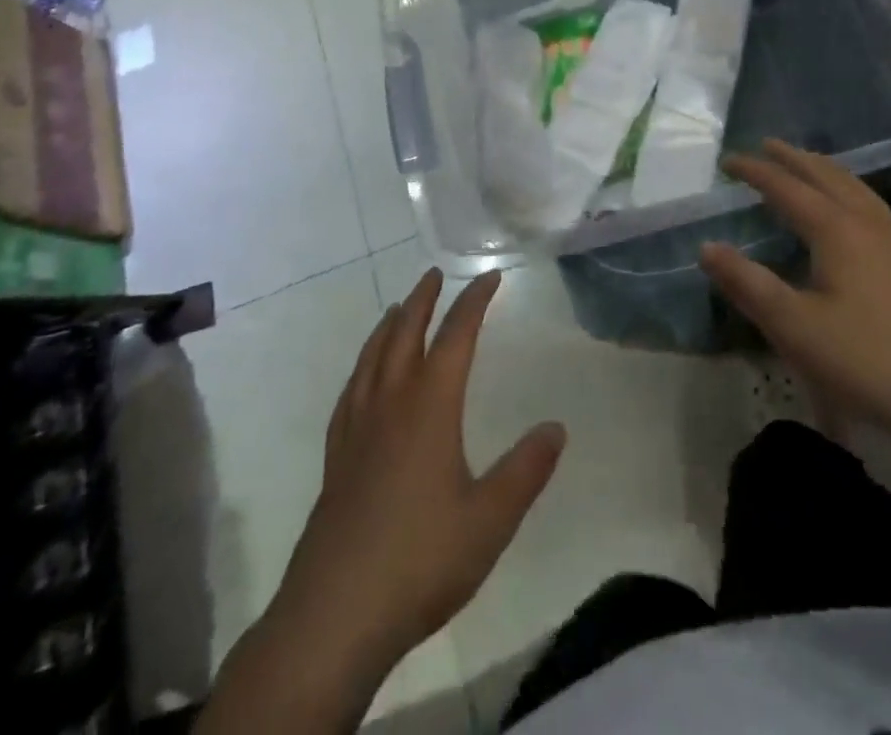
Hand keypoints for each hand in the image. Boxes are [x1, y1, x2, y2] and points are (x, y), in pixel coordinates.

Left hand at [269, 269, 566, 683]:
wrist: (335, 615)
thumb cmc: (421, 560)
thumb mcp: (490, 519)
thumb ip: (526, 470)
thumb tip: (556, 427)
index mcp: (429, 407)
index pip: (456, 337)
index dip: (473, 302)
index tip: (490, 277)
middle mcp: (390, 404)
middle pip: (405, 334)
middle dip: (423, 300)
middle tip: (434, 275)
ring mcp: (356, 429)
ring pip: (372, 358)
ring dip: (389, 326)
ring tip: (398, 309)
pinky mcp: (336, 458)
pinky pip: (350, 392)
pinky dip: (362, 367)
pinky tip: (364, 378)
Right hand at [701, 140, 890, 443]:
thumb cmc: (869, 359)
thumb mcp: (794, 326)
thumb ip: (747, 284)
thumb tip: (707, 247)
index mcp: (837, 230)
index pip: (787, 188)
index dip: (756, 172)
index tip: (728, 161)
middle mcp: (868, 225)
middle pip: (828, 177)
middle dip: (795, 159)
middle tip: (768, 145)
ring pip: (857, 190)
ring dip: (827, 172)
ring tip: (809, 166)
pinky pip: (874, 209)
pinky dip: (851, 194)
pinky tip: (856, 215)